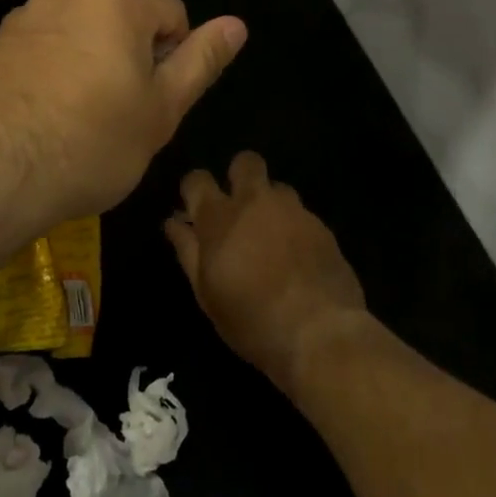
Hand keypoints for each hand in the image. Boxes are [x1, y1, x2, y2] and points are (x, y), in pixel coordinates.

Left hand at [0, 0, 246, 242]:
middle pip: (124, 18)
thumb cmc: (92, 145)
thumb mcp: (162, 110)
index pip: (172, 14)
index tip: (152, 102)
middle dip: (132, 57)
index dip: (174, 59)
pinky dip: (59, 68)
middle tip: (120, 114)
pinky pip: (49, 45)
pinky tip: (49, 112)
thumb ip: (201, 60)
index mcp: (115, 1)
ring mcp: (27, 16)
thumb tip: (237, 24)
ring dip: (94, 61)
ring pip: (84, 31)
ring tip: (82, 117)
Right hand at [164, 152, 367, 396]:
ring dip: (270, 204)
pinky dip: (294, 228)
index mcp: (220, 217)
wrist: (320, 334)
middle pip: (245, 162)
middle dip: (238, 176)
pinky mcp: (322, 226)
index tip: (195, 210)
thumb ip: (188, 251)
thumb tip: (174, 223)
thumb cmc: (251, 320)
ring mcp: (293, 210)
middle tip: (238, 209)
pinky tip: (296, 258)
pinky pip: (301, 214)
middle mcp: (256, 201)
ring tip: (271, 237)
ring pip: (277, 187)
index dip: (193, 190)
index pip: (197, 179)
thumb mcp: (207, 293)